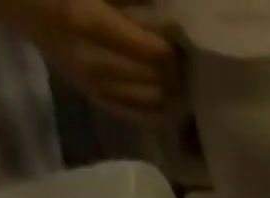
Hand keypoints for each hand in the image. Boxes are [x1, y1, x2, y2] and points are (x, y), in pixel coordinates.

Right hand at [0, 0, 173, 117]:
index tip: (175, 35)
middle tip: (180, 57)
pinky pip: (134, 114)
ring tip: (172, 76)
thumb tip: (162, 12)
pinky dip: (154, 109)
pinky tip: (164, 100)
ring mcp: (92, 84)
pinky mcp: (91, 95)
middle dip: (172, 70)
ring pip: (150, 101)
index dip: (169, 45)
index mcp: (89, 22)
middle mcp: (94, 62)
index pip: (152, 51)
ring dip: (167, 90)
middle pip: (155, 79)